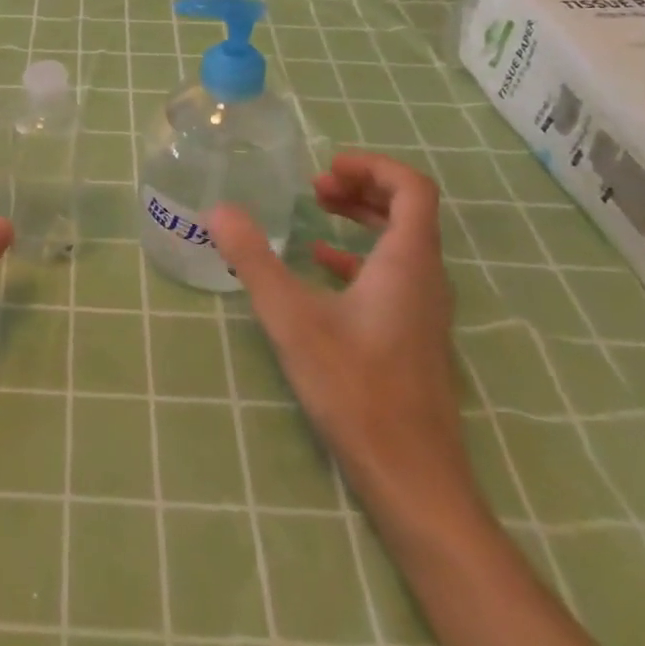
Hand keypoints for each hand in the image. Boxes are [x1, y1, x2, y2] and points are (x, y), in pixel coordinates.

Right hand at [208, 153, 474, 517]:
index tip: (325, 168)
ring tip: (317, 212)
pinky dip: (360, 256)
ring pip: (402, 242)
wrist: (412, 479)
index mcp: (408, 262)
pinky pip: (393, 275)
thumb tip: (218, 210)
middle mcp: (426, 278)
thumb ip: (253, 258)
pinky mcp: (413, 335)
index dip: (372, 166)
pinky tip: (321, 266)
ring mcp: (423, 310)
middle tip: (315, 187)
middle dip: (362, 188)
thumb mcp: (291, 317)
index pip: (412, 188)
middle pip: (408, 210)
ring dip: (362, 218)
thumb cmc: (355, 388)